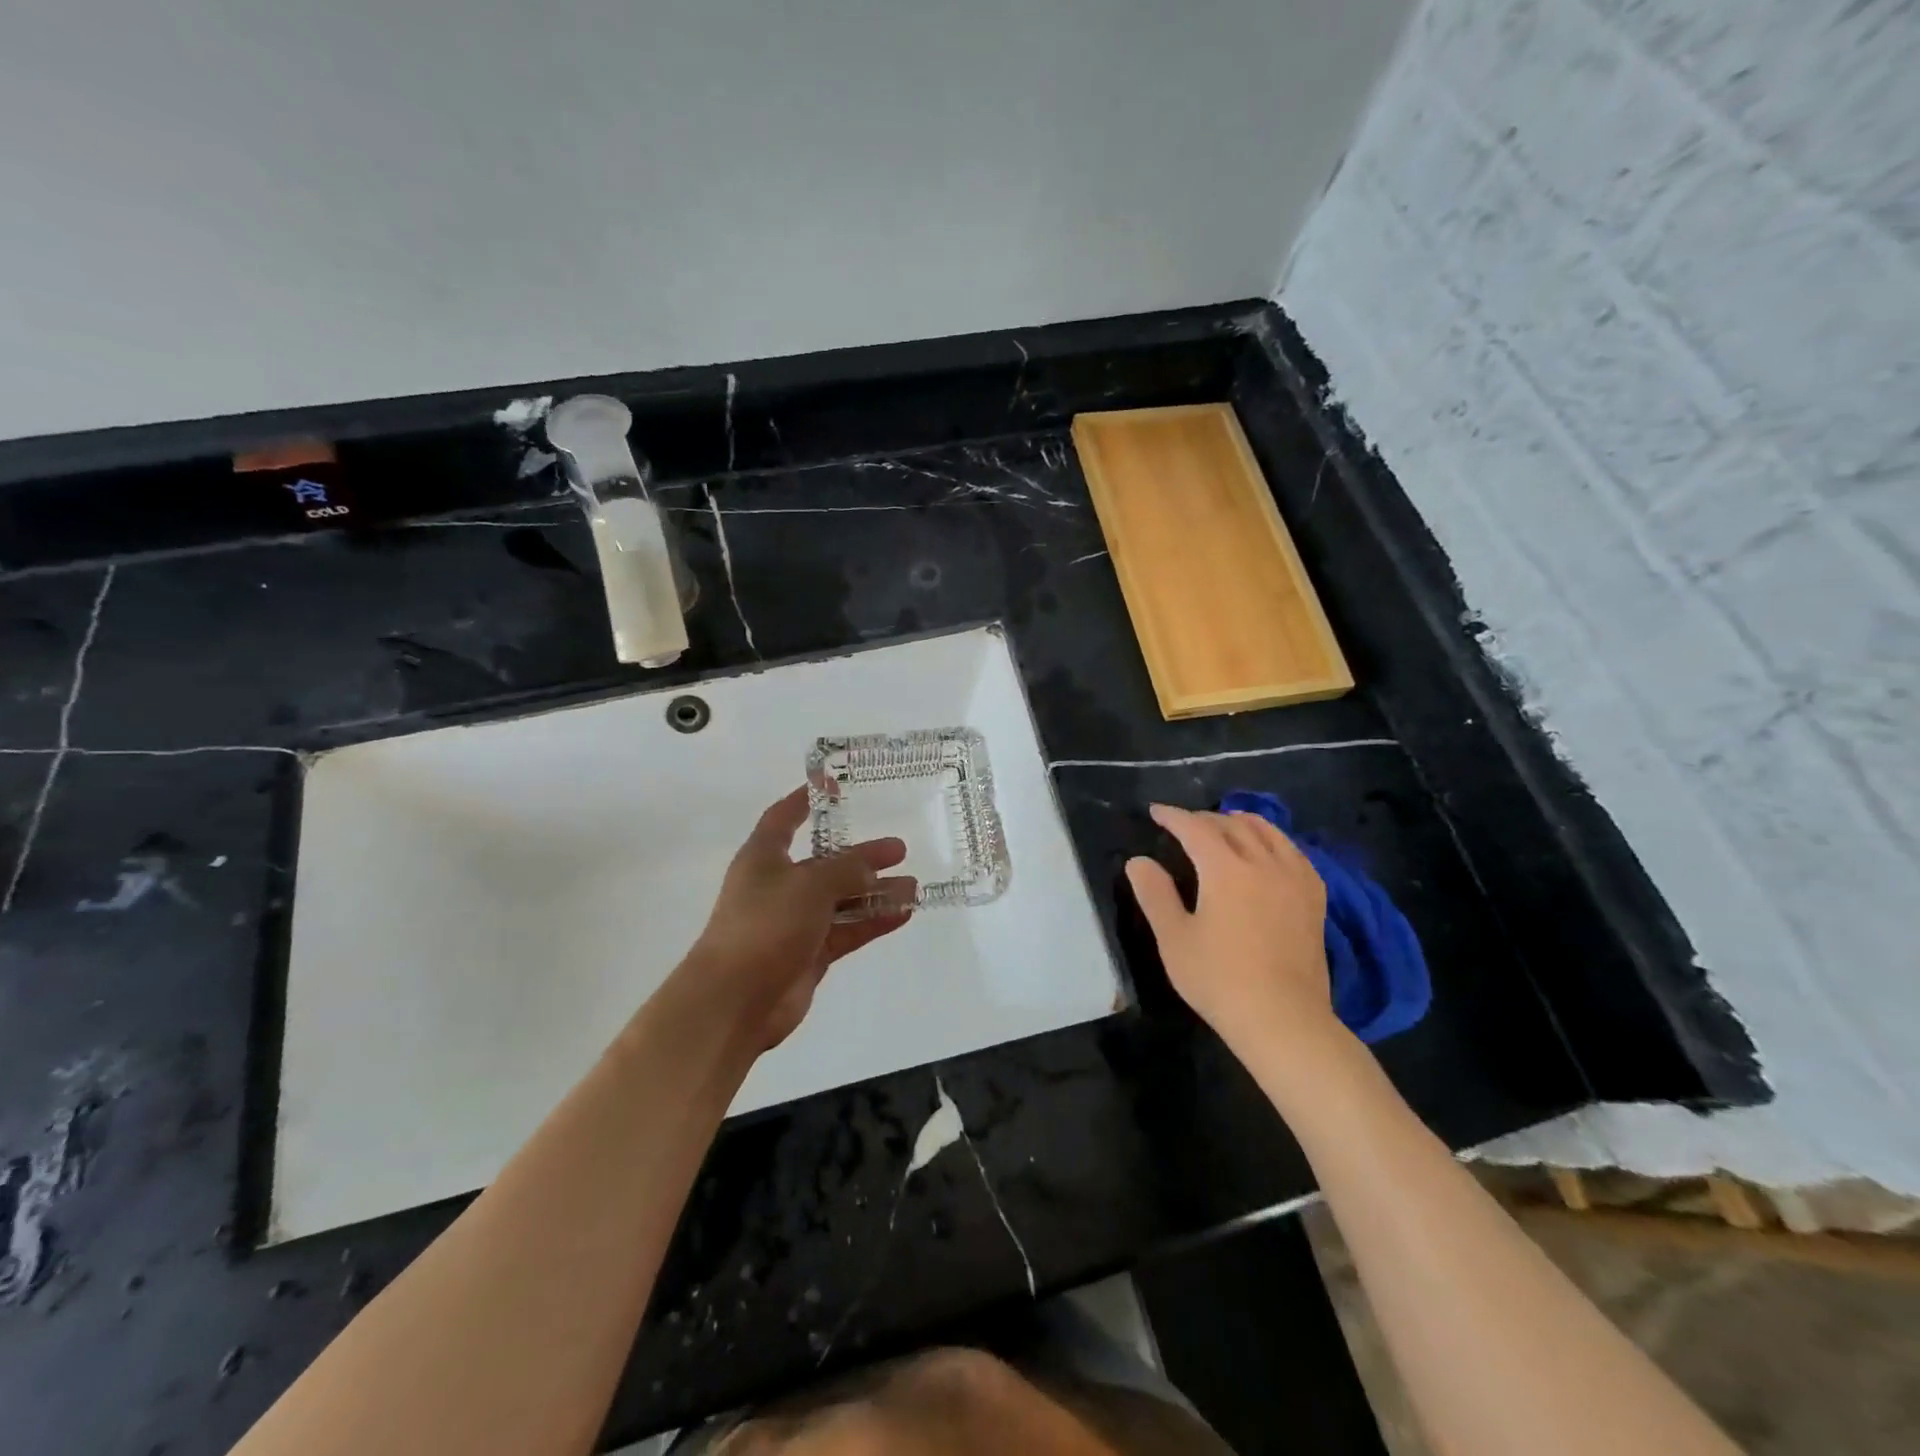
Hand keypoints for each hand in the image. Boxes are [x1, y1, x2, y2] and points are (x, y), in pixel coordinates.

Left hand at [677, 787, 915, 1051]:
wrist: (734, 1001)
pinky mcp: (808, 954)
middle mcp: (778, 886)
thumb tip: (871, 869)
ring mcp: (794, 923)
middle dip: (861, 857)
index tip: (834, 786)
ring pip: (841, 900)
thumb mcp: (809, 885)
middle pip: (825, 863)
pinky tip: (903, 914)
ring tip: (912, 886)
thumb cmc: (765, 925)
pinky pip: (846, 930)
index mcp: (764, 858)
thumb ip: (846, 870)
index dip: (805, 801)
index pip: (783, 818)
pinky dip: (872, 922)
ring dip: (874, 893)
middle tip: (899, 849)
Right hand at [1125, 803, 1341, 1061]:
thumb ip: (1155, 894)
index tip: (1157, 812)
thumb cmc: (1220, 979)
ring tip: (1226, 825)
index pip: (1196, 828)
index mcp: (1226, 869)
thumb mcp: (1174, 939)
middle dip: (1205, 818)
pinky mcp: (1314, 899)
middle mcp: (1263, 863)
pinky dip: (1274, 841)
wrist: (1283, 1019)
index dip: (1174, 816)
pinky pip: (1294, 853)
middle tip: (1185, 824)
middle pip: (1233, 825)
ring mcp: (1295, 879)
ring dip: (1242, 823)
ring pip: (1269, 832)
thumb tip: (1138, 862)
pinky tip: (1269, 853)